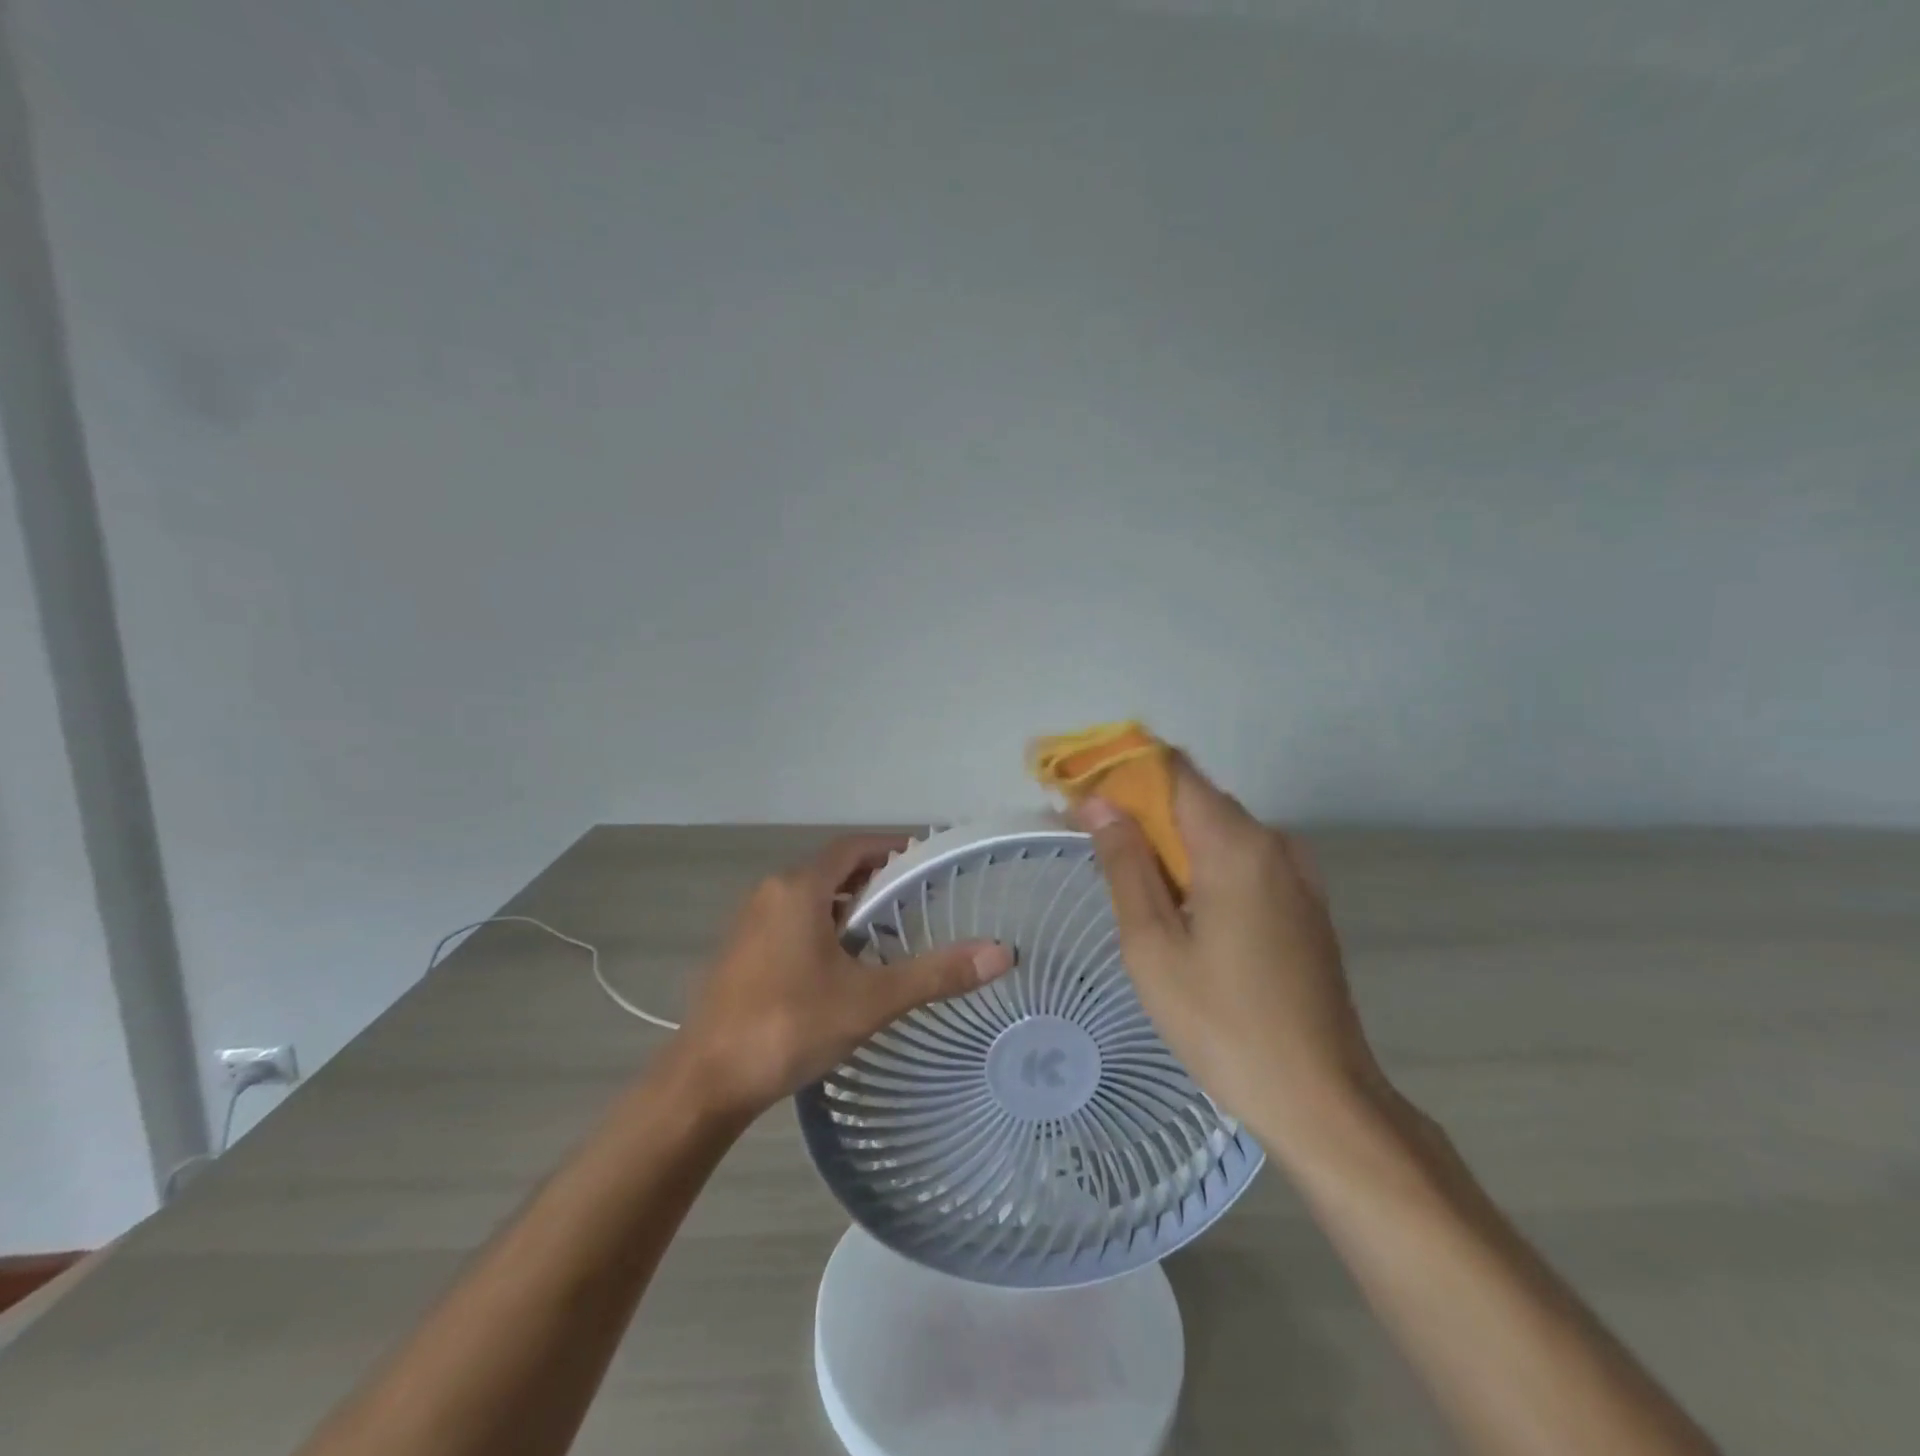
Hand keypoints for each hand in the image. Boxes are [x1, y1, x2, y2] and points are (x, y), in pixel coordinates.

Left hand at [676, 834, 1014, 1117]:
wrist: (704, 1083)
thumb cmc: (788, 1026)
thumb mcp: (870, 1000)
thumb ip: (935, 974)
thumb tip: (1002, 953)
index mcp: (798, 888)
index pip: (853, 847)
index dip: (890, 848)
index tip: (925, 860)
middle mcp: (771, 894)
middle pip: (832, 871)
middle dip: (874, 880)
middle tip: (917, 902)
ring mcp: (750, 924)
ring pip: (810, 899)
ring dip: (847, 907)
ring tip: (888, 933)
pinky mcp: (740, 954)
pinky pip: (791, 923)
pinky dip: (822, 928)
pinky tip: (843, 966)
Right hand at [1078, 757, 1385, 1154]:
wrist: (1322, 1098)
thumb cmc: (1222, 1023)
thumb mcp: (1152, 945)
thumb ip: (1125, 864)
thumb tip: (1100, 804)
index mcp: (1235, 844)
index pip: (1173, 770)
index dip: (1124, 771)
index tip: (1083, 792)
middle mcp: (1273, 843)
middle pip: (1196, 798)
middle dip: (1141, 808)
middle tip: (1093, 840)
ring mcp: (1297, 873)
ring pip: (1220, 830)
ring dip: (1171, 839)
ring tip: (1129, 880)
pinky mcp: (1305, 903)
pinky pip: (1244, 860)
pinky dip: (1204, 863)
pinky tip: (1179, 907)